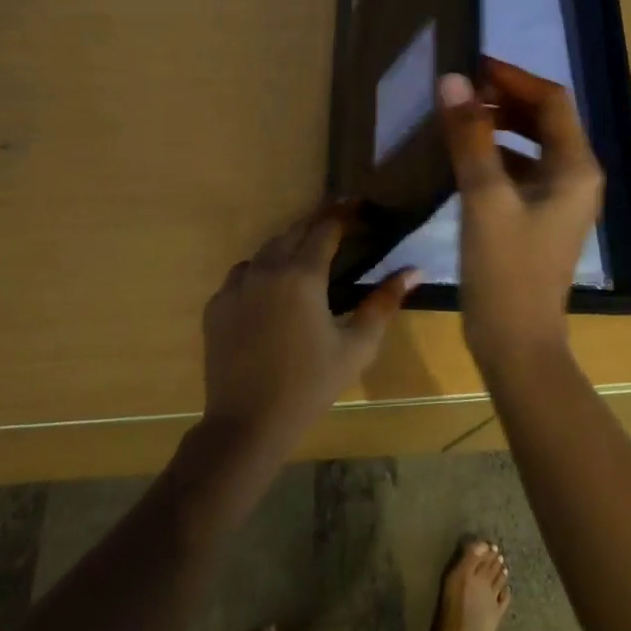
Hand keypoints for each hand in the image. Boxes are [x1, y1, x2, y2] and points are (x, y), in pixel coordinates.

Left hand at [201, 203, 419, 456]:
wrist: (247, 425)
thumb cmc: (309, 386)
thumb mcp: (356, 347)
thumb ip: (383, 303)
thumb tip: (413, 270)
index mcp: (302, 275)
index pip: (326, 228)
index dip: (345, 212)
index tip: (360, 204)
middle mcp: (266, 268)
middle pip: (294, 231)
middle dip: (318, 222)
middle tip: (339, 222)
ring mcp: (236, 285)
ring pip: (266, 249)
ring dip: (289, 244)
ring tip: (306, 253)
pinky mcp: (217, 305)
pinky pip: (243, 273)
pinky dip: (262, 270)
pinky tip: (272, 288)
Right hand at [437, 58, 604, 372]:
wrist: (518, 345)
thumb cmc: (506, 270)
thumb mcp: (484, 197)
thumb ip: (469, 136)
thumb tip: (452, 80)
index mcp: (576, 167)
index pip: (551, 101)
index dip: (513, 78)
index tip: (472, 66)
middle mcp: (577, 176)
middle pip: (545, 119)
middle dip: (506, 99)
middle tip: (461, 91)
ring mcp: (562, 199)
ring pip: (533, 144)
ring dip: (501, 125)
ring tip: (459, 117)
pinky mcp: (542, 217)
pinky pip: (523, 169)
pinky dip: (498, 154)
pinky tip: (465, 157)